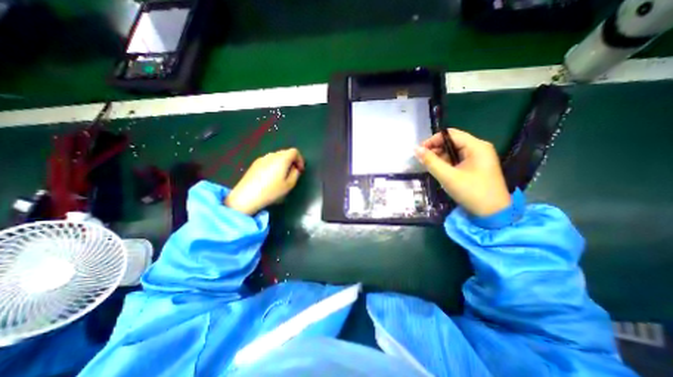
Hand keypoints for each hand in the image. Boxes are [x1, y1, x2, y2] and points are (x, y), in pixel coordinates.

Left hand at [223, 149, 305, 215]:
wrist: (247, 196)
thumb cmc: (271, 191)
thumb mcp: (289, 185)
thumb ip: (296, 174)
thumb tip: (295, 168)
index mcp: (282, 159)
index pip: (294, 151)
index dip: (300, 159)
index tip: (300, 170)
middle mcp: (272, 155)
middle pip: (285, 152)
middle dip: (292, 161)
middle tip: (293, 172)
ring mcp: (262, 158)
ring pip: (276, 156)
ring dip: (283, 163)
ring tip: (282, 175)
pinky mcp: (255, 164)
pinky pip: (268, 160)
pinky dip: (274, 165)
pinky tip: (271, 177)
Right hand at [417, 130, 510, 217]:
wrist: (493, 214)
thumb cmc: (471, 192)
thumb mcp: (448, 177)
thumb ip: (431, 161)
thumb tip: (415, 149)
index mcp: (476, 146)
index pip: (450, 134)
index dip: (433, 140)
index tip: (419, 151)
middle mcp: (479, 148)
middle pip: (452, 141)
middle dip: (435, 149)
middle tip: (422, 160)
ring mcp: (479, 157)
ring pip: (454, 151)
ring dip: (440, 156)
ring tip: (429, 166)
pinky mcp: (476, 166)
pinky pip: (458, 159)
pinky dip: (447, 163)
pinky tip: (440, 170)